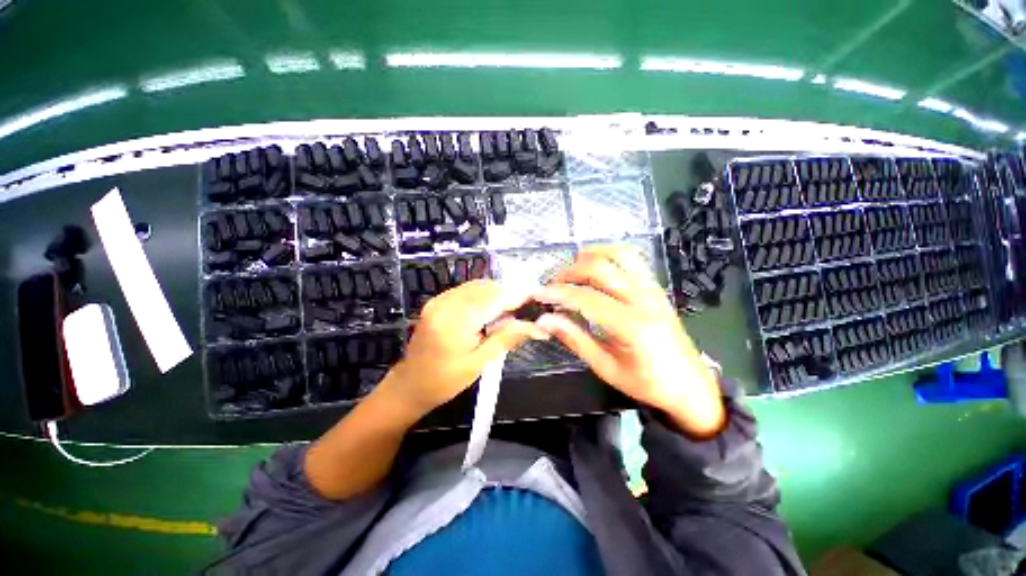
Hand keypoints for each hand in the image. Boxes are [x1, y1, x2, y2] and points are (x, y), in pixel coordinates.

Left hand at [379, 279, 546, 418]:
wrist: (410, 384)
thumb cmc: (445, 381)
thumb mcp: (479, 363)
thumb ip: (507, 338)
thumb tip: (537, 327)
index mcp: (455, 321)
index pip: (493, 298)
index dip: (517, 296)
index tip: (537, 298)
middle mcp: (445, 303)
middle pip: (486, 287)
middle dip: (509, 293)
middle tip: (526, 308)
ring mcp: (439, 299)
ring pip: (477, 285)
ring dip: (497, 293)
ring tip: (512, 310)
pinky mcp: (437, 301)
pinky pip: (467, 290)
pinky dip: (484, 294)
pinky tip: (492, 309)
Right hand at [534, 245, 725, 437]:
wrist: (691, 386)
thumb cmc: (647, 383)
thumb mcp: (606, 367)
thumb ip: (575, 339)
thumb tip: (546, 320)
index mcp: (632, 326)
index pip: (586, 298)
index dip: (558, 293)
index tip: (538, 294)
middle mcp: (644, 299)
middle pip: (600, 269)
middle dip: (570, 272)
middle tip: (552, 284)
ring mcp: (653, 289)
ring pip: (619, 254)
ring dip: (591, 256)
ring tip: (573, 268)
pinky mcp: (656, 287)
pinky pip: (632, 259)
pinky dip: (609, 255)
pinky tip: (596, 267)